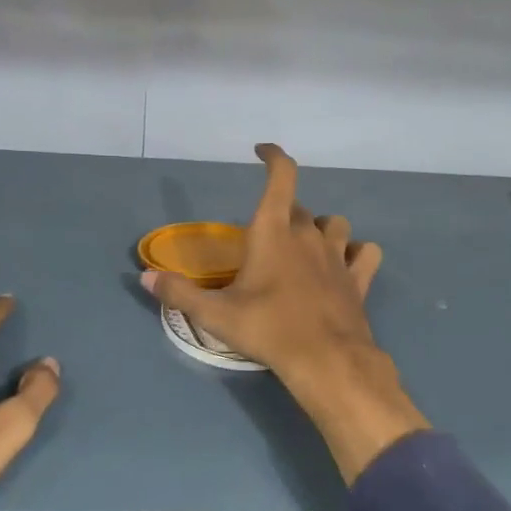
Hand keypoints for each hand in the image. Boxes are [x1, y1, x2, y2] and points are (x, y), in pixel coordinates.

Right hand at [140, 144, 426, 482]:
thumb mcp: (216, 315)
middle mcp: (308, 235)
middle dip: (283, 213)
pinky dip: (356, 253)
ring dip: (320, 229)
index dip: (274, 157)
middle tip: (265, 238)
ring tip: (305, 247)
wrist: (326, 360)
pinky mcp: (358, 279)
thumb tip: (146, 276)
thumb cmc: (268, 329)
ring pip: (334, 224)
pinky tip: (346, 264)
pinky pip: (365, 252)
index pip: (281, 177)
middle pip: (299, 208)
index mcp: (273, 232)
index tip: (262, 151)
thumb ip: (180, 293)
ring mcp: (337, 255)